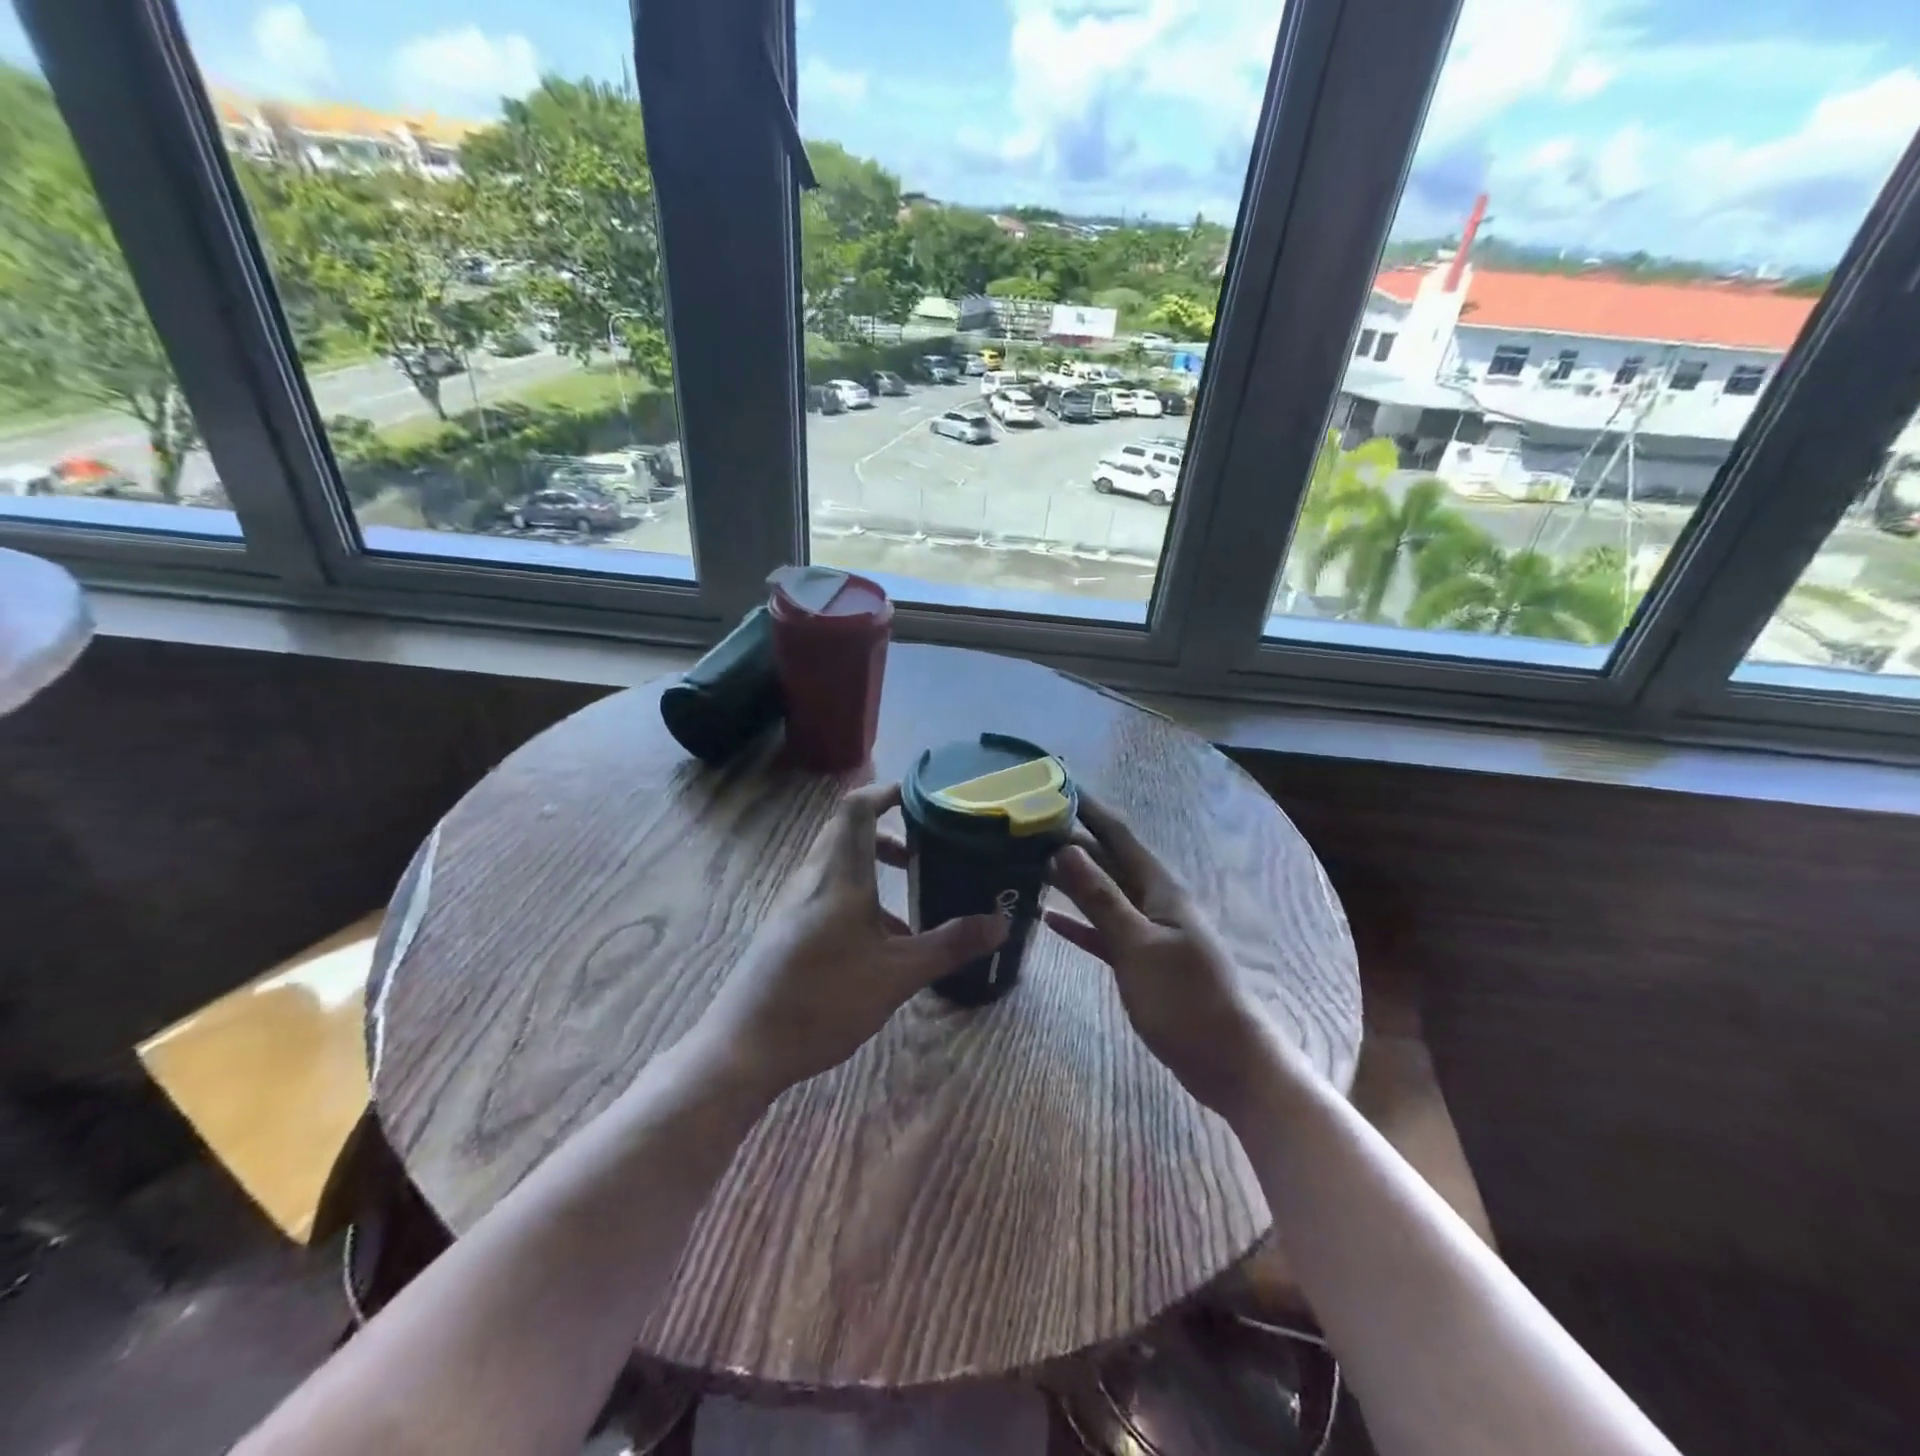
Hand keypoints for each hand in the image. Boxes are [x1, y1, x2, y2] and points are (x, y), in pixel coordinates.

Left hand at [694, 783, 1008, 1098]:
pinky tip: (882, 941)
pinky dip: (859, 895)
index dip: (887, 791)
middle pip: (848, 831)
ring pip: (838, 863)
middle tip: (927, 845)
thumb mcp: (897, 975)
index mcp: (839, 875)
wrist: (745, 1047)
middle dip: (889, 831)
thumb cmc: (825, 999)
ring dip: (874, 865)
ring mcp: (794, 902)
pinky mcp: (786, 927)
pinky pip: (828, 891)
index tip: (922, 797)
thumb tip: (1000, 924)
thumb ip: (949, 945)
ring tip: (912, 890)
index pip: (857, 807)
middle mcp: (813, 878)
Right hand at [1045, 794, 1271, 1117]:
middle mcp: (1154, 902)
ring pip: (1104, 896)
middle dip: (1073, 842)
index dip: (1089, 809)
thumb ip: (1101, 898)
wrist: (1229, 1063)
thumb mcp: (1138, 946)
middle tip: (1028, 826)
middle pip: (1108, 862)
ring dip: (1072, 880)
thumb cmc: (1186, 1000)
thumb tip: (1065, 848)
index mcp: (1159, 889)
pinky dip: (1079, 923)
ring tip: (1031, 863)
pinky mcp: (1141, 963)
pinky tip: (1049, 920)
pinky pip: (1104, 932)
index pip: (1118, 836)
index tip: (1056, 785)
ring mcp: (1148, 933)